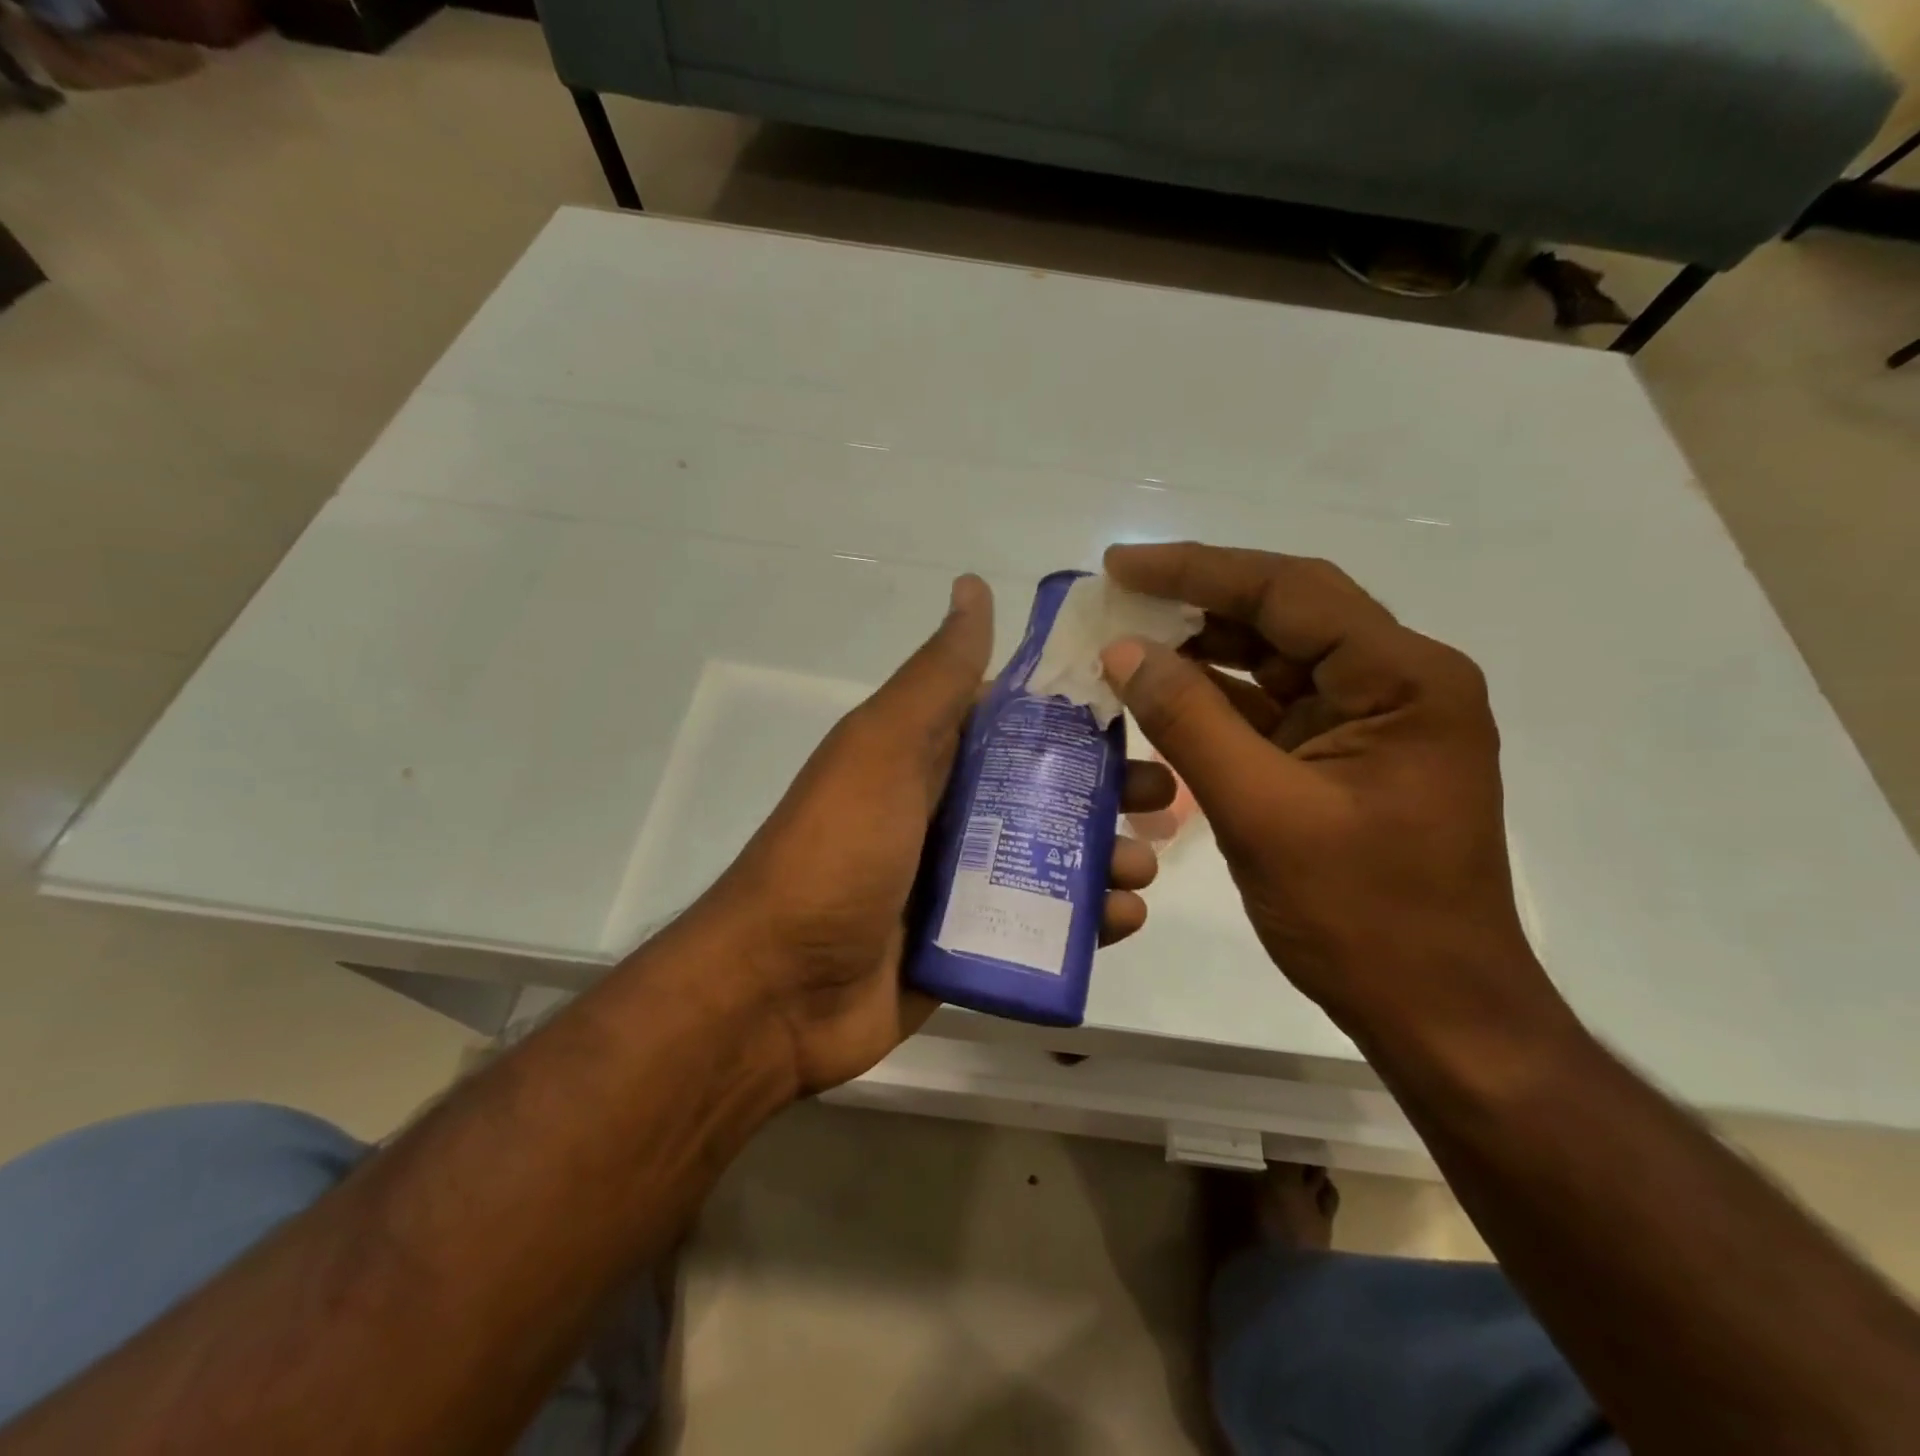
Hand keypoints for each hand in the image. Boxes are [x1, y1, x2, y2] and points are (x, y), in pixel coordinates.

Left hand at [708, 575, 1175, 1095]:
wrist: (780, 989)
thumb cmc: (838, 852)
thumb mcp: (883, 748)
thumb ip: (936, 676)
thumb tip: (972, 585)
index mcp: (927, 757)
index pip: (1016, 721)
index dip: (1075, 714)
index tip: (1141, 711)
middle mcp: (945, 811)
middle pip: (1044, 791)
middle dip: (1106, 792)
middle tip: (1162, 801)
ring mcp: (957, 882)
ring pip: (1050, 859)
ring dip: (1105, 858)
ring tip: (1143, 868)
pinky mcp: (968, 943)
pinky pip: (1038, 923)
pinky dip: (1084, 922)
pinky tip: (1121, 922)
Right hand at [1099, 542, 1555, 1042]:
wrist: (1435, 1011)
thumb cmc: (1360, 915)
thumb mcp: (1261, 813)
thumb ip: (1189, 722)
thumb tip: (1124, 651)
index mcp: (1403, 680)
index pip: (1290, 591)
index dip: (1198, 569)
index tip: (1122, 564)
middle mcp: (1397, 683)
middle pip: (1286, 615)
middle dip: (1198, 602)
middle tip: (1117, 596)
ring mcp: (1372, 721)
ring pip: (1276, 659)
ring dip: (1203, 649)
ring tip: (1128, 639)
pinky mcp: (1346, 756)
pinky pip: (1273, 708)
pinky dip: (1217, 699)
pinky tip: (1163, 694)